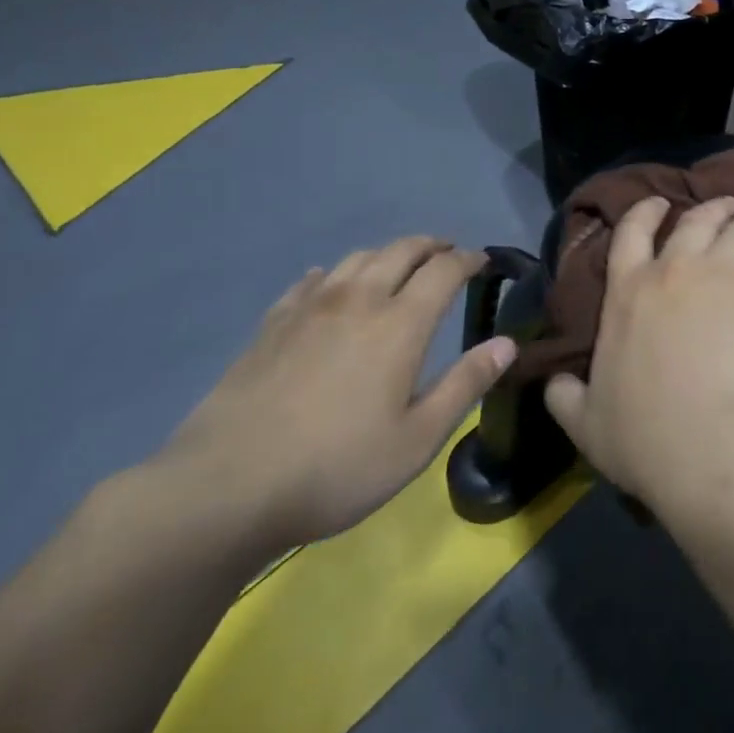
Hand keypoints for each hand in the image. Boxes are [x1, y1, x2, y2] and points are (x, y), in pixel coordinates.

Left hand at [156, 237, 514, 547]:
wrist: (225, 487)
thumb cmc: (336, 467)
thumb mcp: (417, 439)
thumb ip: (466, 384)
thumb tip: (508, 343)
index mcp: (400, 324)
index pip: (444, 271)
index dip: (469, 260)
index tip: (483, 261)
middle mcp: (359, 300)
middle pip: (402, 250)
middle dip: (432, 246)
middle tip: (448, 254)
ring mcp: (310, 308)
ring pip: (358, 258)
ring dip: (388, 254)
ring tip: (399, 267)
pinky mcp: (272, 324)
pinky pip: (312, 280)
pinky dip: (335, 273)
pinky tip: (331, 286)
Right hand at [544, 196, 733, 516]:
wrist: (711, 444)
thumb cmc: (644, 435)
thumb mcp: (586, 423)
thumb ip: (566, 397)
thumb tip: (554, 382)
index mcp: (626, 292)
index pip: (631, 233)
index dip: (645, 211)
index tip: (659, 202)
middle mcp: (673, 272)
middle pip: (695, 221)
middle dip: (712, 208)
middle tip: (726, 203)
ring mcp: (721, 278)